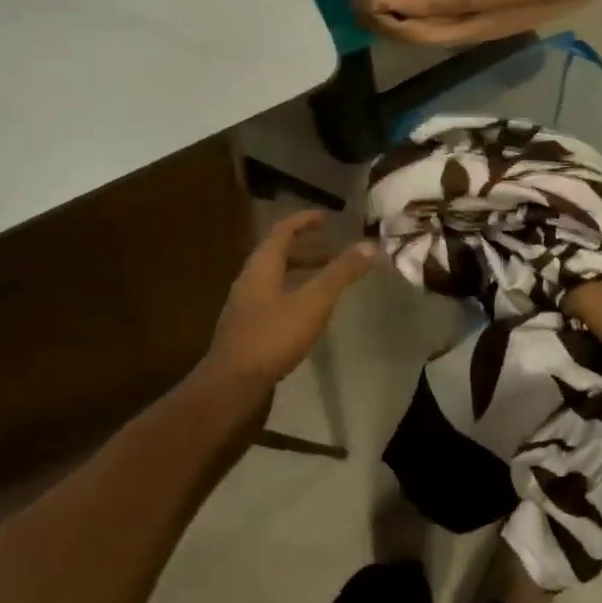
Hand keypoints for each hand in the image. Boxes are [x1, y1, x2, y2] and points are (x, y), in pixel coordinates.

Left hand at [204, 211, 374, 385]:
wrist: (231, 385)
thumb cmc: (272, 336)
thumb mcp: (313, 301)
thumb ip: (341, 272)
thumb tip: (370, 245)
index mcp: (262, 265)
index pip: (283, 230)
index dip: (305, 220)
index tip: (327, 217)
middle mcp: (250, 278)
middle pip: (280, 253)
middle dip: (309, 249)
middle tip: (336, 251)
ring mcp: (246, 304)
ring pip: (277, 277)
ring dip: (303, 272)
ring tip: (329, 281)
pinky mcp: (247, 327)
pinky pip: (274, 297)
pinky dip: (295, 293)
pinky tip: (310, 312)